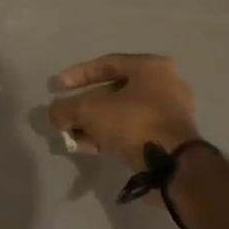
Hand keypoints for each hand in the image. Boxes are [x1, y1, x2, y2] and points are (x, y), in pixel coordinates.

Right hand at [48, 53, 199, 169]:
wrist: (173, 164)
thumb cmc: (134, 123)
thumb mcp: (91, 111)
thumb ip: (66, 108)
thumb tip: (55, 113)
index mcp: (151, 66)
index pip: (107, 64)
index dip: (77, 75)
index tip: (56, 88)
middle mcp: (165, 84)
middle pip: (114, 91)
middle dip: (85, 106)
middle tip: (65, 118)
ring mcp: (170, 112)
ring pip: (123, 113)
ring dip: (95, 124)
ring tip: (72, 137)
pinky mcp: (170, 137)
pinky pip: (134, 130)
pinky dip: (111, 135)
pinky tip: (90, 147)